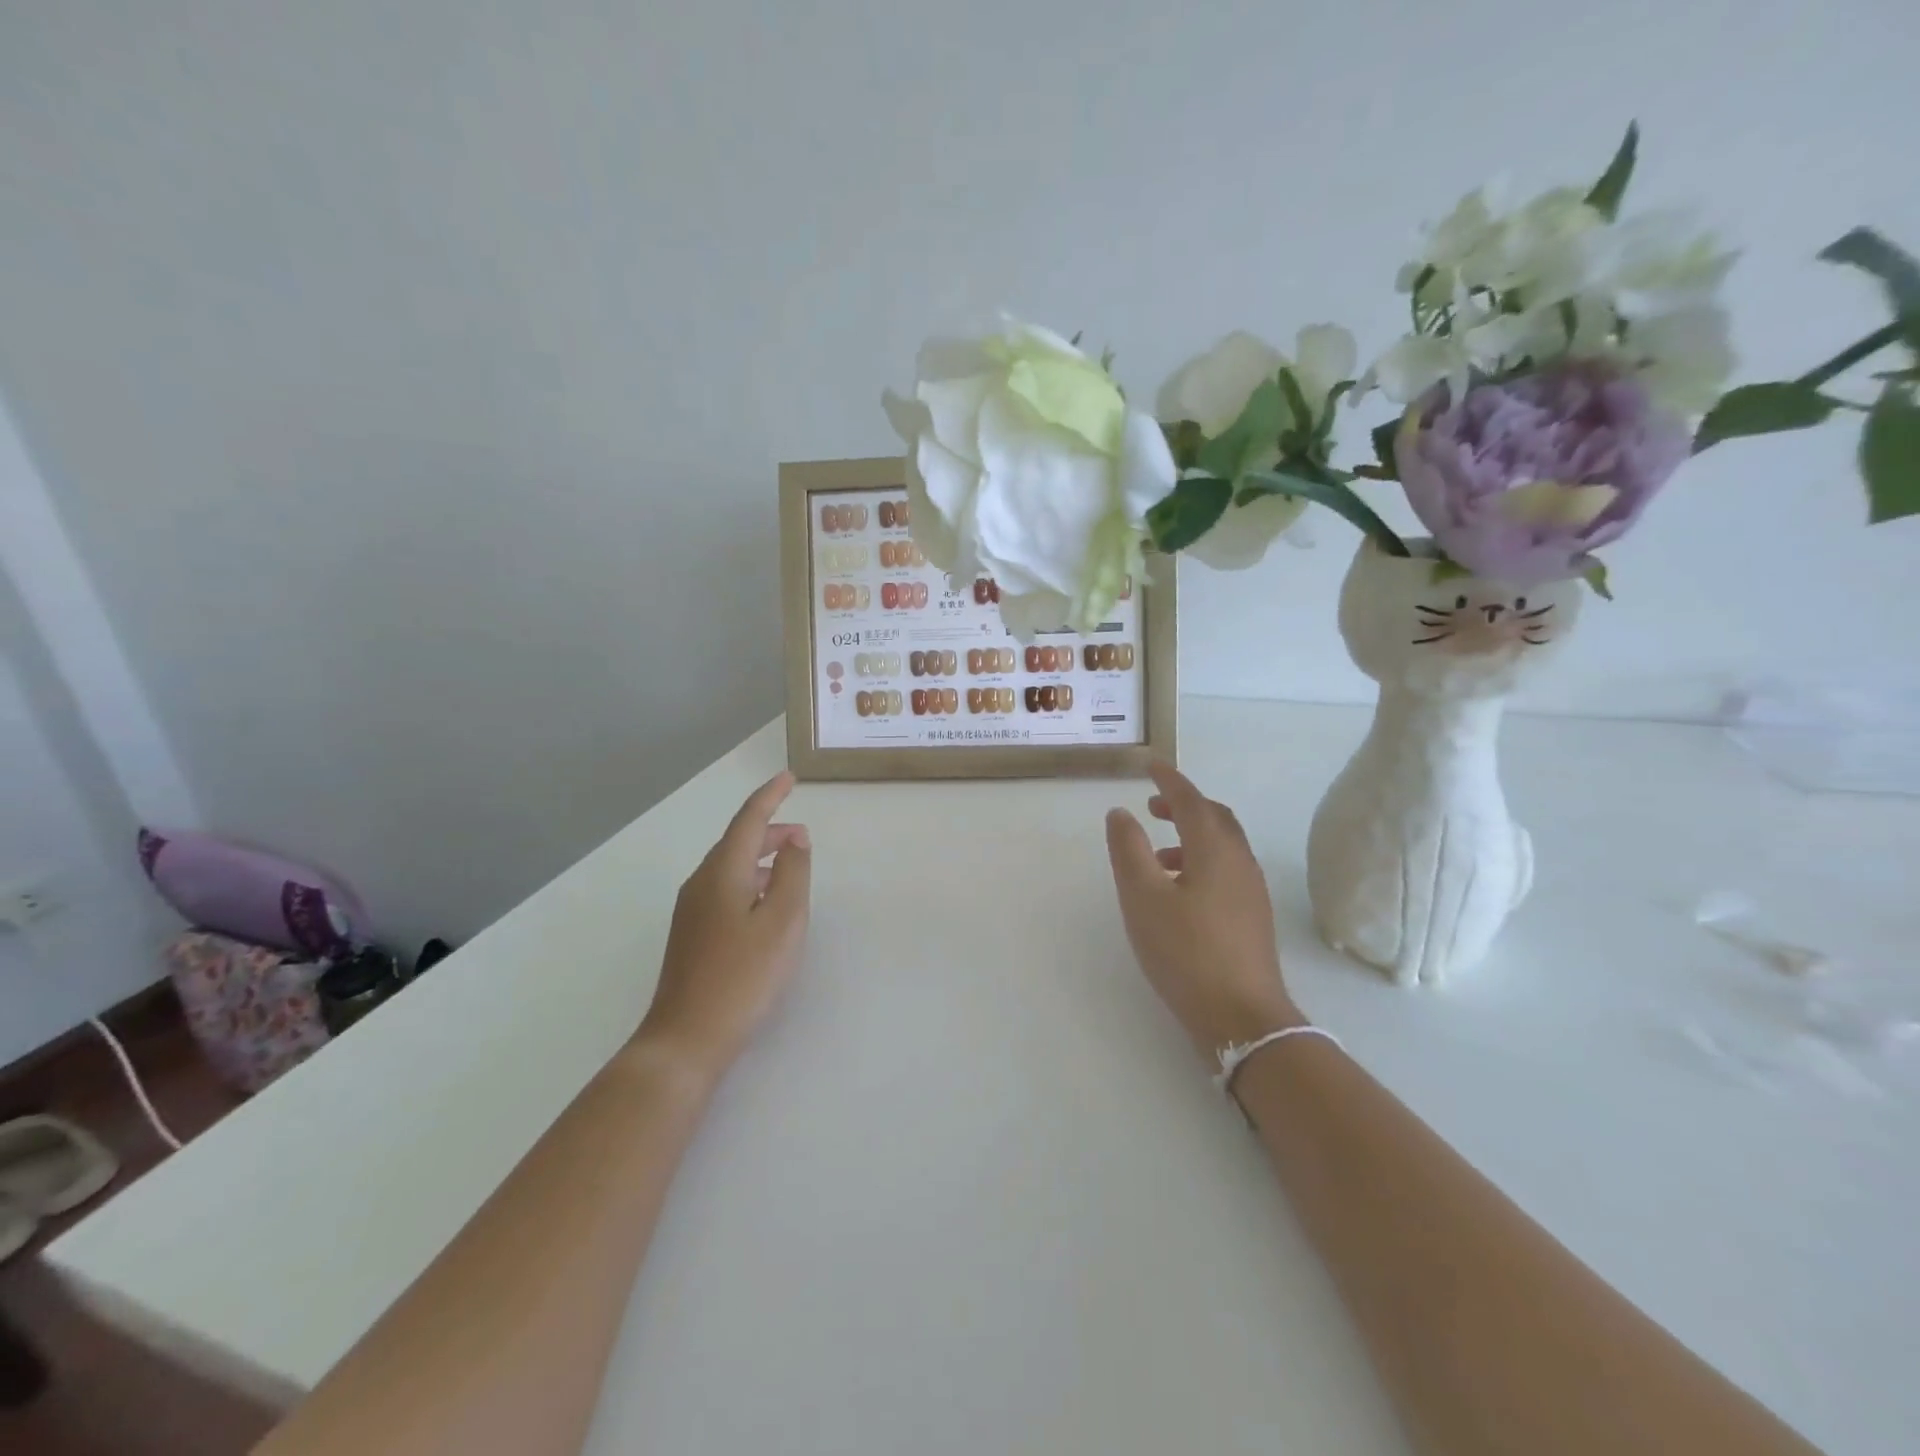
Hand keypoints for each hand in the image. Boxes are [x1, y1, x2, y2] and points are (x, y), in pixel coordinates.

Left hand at [636, 771, 811, 1083]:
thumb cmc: (743, 975)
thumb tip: (793, 839)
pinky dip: (749, 879)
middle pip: (737, 841)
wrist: (686, 1037)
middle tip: (803, 834)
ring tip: (790, 865)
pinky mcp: (692, 934)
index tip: (789, 778)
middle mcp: (701, 882)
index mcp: (722, 872)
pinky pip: (724, 888)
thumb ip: (792, 873)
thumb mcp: (782, 921)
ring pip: (730, 866)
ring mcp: (692, 910)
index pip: (748, 820)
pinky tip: (765, 902)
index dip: (770, 796)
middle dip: (769, 830)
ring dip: (760, 857)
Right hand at [1105, 762, 1300, 1061]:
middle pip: (1214, 818)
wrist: (1241, 1018)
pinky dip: (1201, 861)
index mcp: (1214, 850)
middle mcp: (1239, 862)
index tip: (1150, 765)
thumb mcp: (1143, 897)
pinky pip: (1226, 869)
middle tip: (1153, 806)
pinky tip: (1178, 891)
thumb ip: (1128, 850)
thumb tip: (1121, 813)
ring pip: (1222, 845)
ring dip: (1191, 835)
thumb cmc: (1185, 951)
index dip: (1169, 780)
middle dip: (1184, 804)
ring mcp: (1251, 891)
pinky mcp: (1252, 916)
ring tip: (1156, 853)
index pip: (1191, 800)